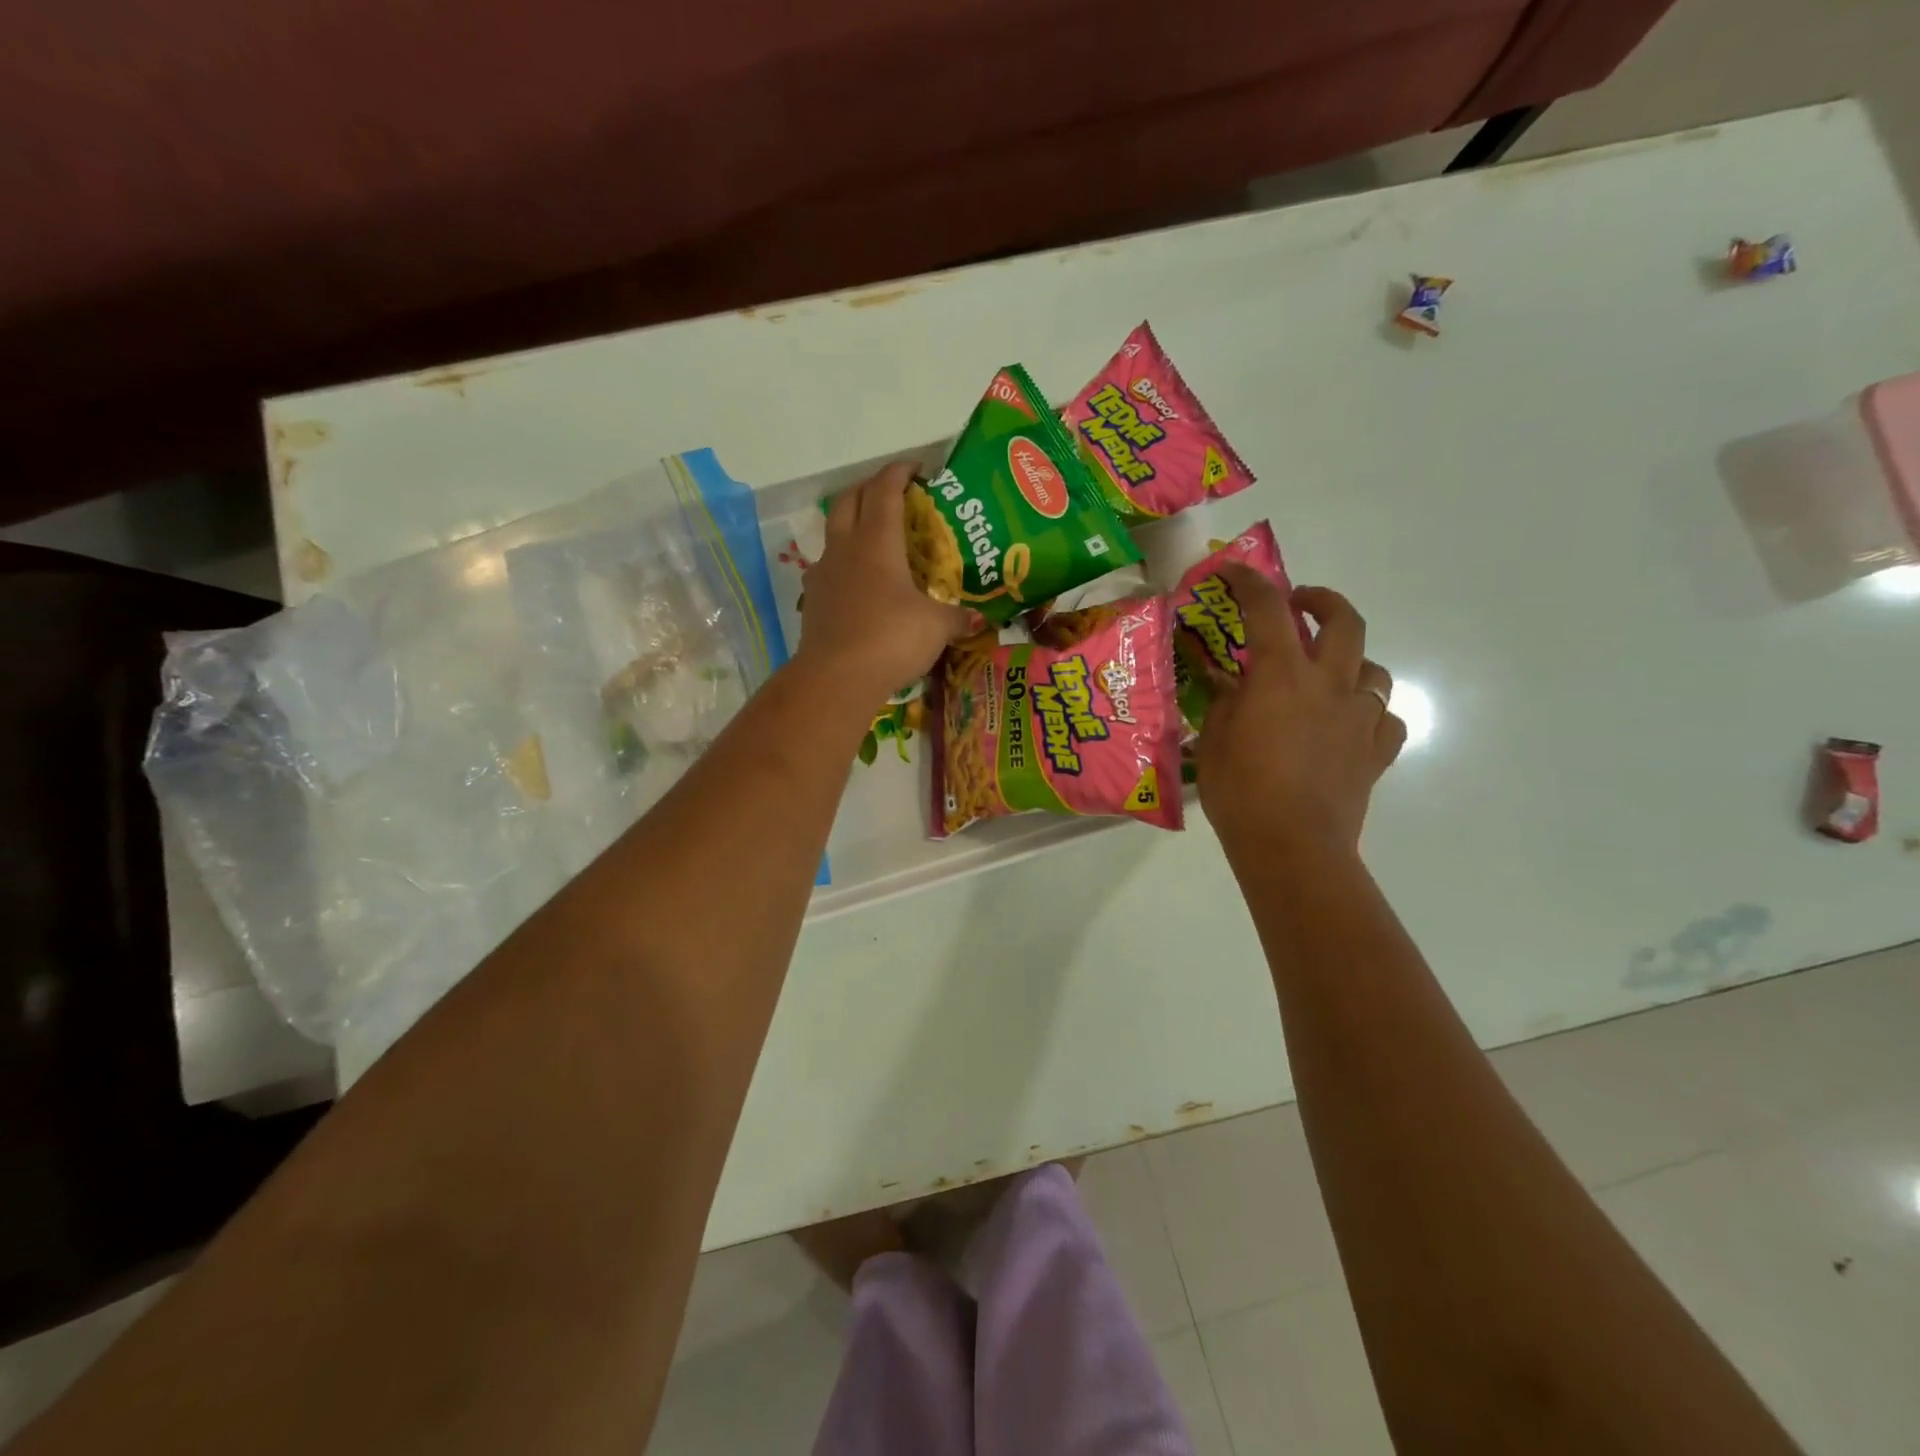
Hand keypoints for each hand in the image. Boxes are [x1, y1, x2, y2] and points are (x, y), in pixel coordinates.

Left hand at [794, 461, 979, 706]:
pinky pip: (827, 568)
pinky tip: (858, 581)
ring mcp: (823, 574)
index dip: (899, 472)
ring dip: (851, 523)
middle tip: (892, 494)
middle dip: (869, 488)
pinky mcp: (813, 601)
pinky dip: (843, 563)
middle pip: (849, 500)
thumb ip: (957, 618)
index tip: (916, 468)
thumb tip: (979, 619)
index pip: (885, 490)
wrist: (836, 678)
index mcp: (877, 542)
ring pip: (832, 532)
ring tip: (874, 537)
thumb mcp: (935, 627)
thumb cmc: (891, 638)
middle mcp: (845, 548)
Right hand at [1193, 566, 1405, 858]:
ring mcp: (1360, 717)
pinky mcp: (1377, 752)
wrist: (1292, 846)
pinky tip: (1352, 724)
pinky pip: (1385, 718)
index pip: (1267, 609)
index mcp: (1283, 675)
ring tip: (1328, 673)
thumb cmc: (1241, 791)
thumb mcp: (1215, 739)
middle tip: (1301, 604)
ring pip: (1373, 669)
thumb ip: (1224, 701)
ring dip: (1351, 661)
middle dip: (1323, 601)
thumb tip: (1227, 681)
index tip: (1234, 571)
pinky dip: (1369, 712)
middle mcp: (1330, 684)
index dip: (1249, 582)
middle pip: (1344, 621)